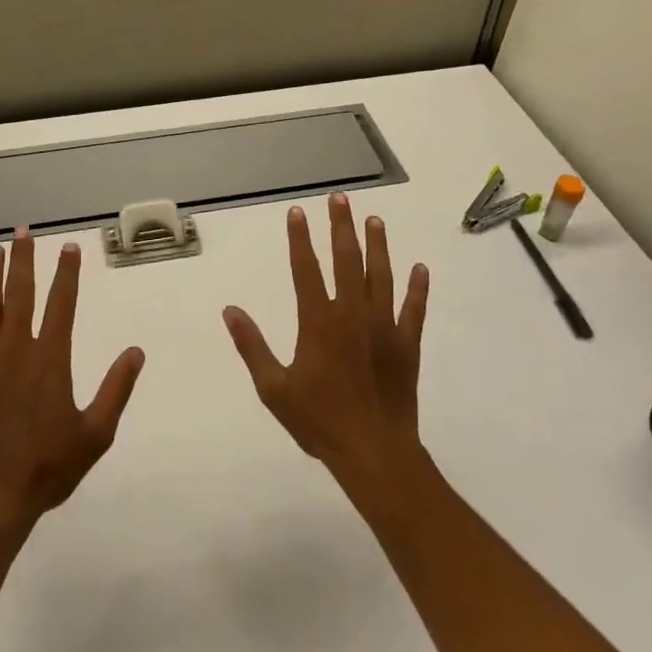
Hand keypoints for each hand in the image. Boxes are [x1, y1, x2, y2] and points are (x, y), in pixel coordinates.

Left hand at [0, 230, 144, 542]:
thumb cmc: (47, 468)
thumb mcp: (95, 434)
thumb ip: (116, 389)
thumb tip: (136, 352)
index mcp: (50, 360)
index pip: (61, 304)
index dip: (66, 273)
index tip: (68, 246)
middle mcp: (16, 351)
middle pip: (20, 295)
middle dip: (23, 261)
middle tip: (22, 231)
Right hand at [223, 193, 429, 487]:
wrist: (374, 452)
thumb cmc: (319, 421)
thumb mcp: (274, 388)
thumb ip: (252, 346)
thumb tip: (230, 310)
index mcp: (318, 321)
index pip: (306, 268)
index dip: (300, 238)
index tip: (298, 212)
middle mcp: (352, 314)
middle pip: (346, 260)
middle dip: (342, 226)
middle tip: (341, 199)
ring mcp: (384, 327)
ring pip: (380, 276)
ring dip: (377, 246)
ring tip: (374, 221)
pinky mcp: (407, 344)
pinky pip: (414, 309)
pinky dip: (418, 288)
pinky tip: (420, 268)